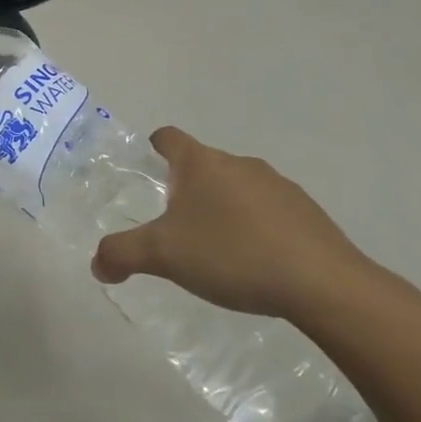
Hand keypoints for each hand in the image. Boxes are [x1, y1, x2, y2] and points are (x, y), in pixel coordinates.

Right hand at [91, 128, 374, 320]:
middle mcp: (239, 164)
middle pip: (203, 164)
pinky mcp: (307, 213)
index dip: (154, 147)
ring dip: (223, 207)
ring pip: (237, 187)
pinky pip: (269, 211)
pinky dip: (255, 227)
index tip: (147, 166)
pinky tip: (255, 262)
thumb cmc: (232, 255)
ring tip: (215, 248)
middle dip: (186, 188)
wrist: (323, 284)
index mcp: (201, 163)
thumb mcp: (163, 256)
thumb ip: (122, 254)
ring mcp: (279, 186)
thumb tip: (97, 264)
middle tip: (174, 224)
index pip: (169, 137)